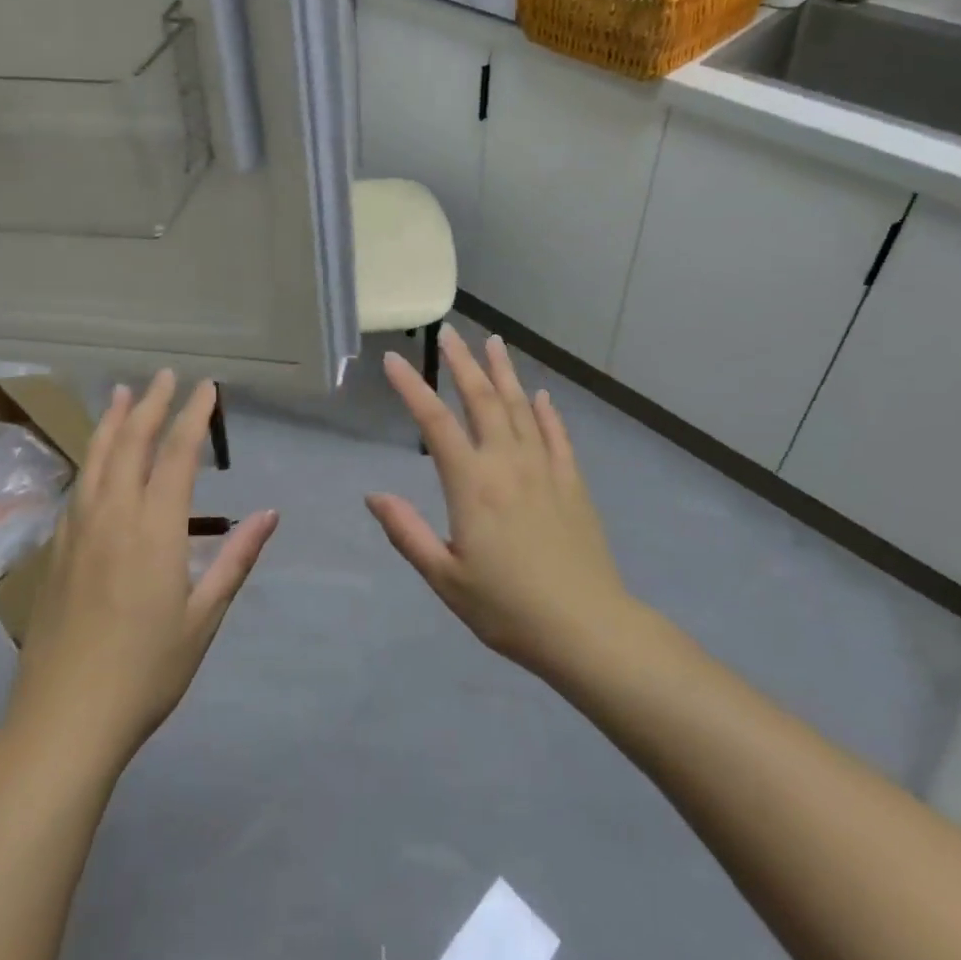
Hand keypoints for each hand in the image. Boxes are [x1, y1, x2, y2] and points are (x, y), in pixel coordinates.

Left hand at [2, 373, 277, 774]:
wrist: (62, 723)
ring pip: (96, 461)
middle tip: (165, 375)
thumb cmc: (146, 672)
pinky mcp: (55, 553)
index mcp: (155, 530)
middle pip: (132, 445)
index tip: (206, 388)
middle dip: (151, 405)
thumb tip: (269, 514)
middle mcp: (113, 518)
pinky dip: (91, 459)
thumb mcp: (203, 618)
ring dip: (113, 422)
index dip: (193, 416)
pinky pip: (77, 488)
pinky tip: (95, 459)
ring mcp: (77, 533)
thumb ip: (234, 560)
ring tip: (122, 393)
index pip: (177, 455)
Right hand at [367, 328, 632, 680]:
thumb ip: (408, 533)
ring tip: (493, 342)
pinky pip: (556, 435)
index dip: (411, 387)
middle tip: (450, 332)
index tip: (392, 359)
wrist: (586, 627)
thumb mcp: (446, 578)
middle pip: (482, 400)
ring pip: (521, 407)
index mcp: (472, 484)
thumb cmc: (507, 608)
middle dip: (462, 362)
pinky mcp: (572, 481)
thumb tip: (374, 495)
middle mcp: (507, 463)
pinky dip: (546, 411)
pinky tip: (541, 395)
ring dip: (504, 372)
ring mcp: (544, 468)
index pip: (435, 423)